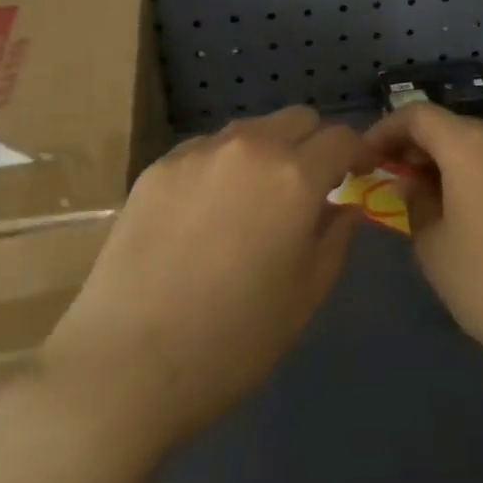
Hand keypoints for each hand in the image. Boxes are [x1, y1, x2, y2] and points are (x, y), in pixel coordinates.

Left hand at [30, 106, 366, 455]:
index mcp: (294, 176)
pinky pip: (207, 149)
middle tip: (306, 187)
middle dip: (313, 143)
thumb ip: (335, 238)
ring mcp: (199, 152)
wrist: (126, 363)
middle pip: (297, 118)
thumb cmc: (232, 341)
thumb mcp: (305, 296)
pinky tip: (204, 214)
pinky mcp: (159, 165)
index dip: (356, 152)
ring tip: (252, 201)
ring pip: (250, 130)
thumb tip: (344, 205)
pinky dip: (222, 167)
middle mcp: (250, 147)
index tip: (356, 174)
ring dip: (267, 151)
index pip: (341, 137)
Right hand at [366, 104, 482, 397]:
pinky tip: (462, 215)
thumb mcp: (435, 248)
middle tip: (388, 185)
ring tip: (421, 204)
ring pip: (472, 145)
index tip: (364, 160)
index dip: (384, 131)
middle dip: (412, 149)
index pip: (416, 115)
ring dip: (442, 163)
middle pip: (446, 126)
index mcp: (470, 143)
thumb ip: (414, 204)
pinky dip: (470, 175)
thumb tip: (411, 184)